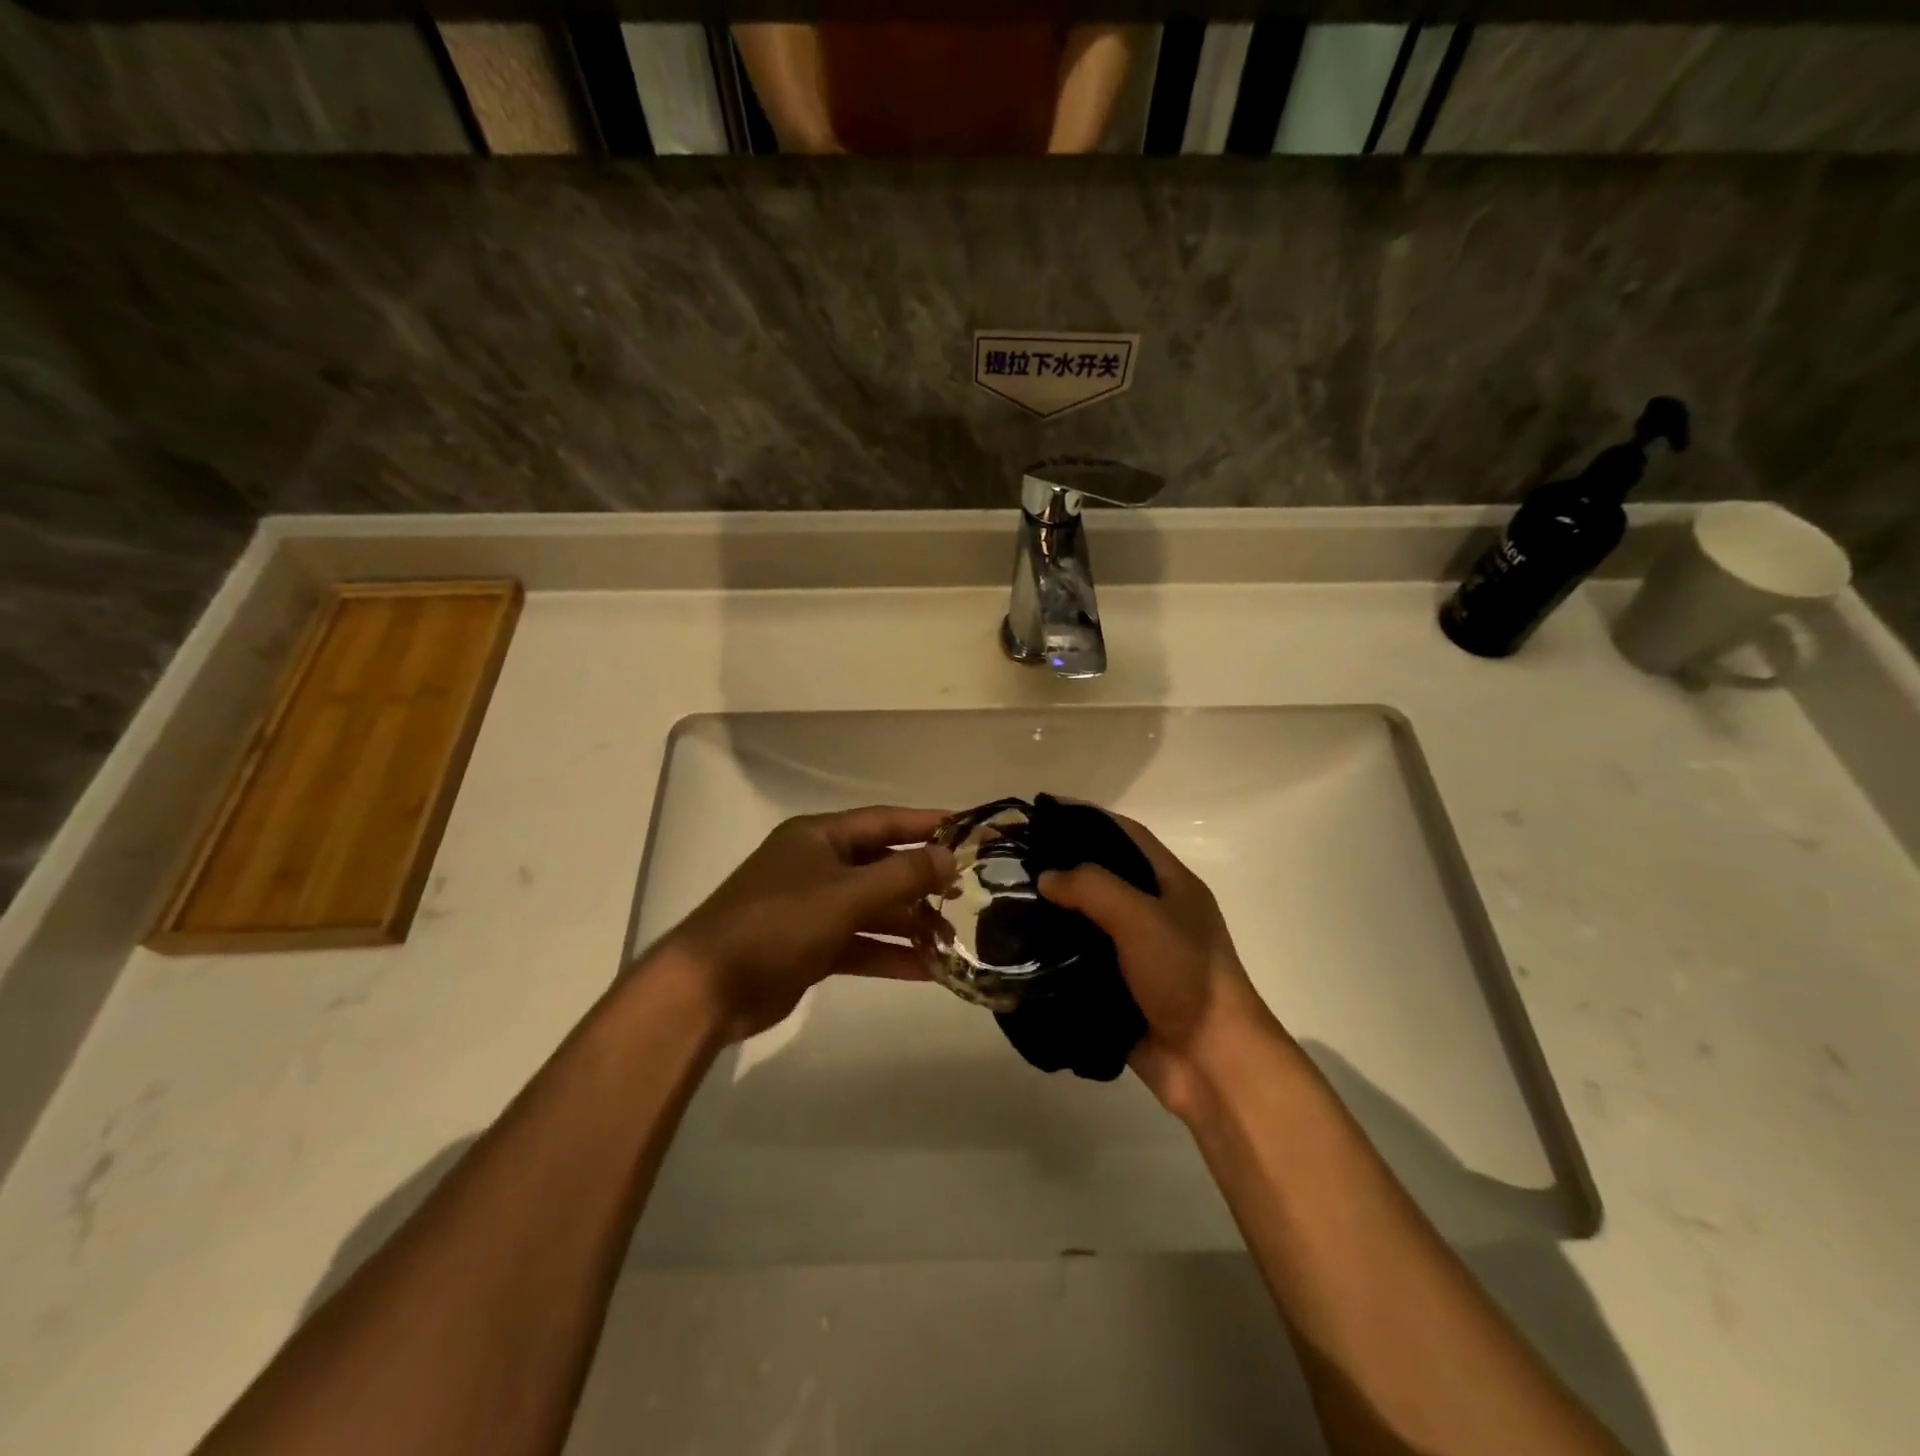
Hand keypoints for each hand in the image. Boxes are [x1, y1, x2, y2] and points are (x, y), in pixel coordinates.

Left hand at [651, 806, 954, 1042]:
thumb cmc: (778, 923)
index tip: (969, 831)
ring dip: (909, 923)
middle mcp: (817, 866)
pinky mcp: (810, 947)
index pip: (884, 821)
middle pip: (881, 866)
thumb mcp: (846, 894)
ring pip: (873, 909)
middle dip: (921, 881)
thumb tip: (949, 857)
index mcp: (819, 837)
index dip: (927, 824)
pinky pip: (860, 943)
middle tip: (966, 893)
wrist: (709, 988)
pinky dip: (889, 953)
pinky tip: (926, 970)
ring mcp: (812, 908)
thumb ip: (902, 876)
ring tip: (953, 939)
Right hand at [1037, 816, 1283, 1115]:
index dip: (1087, 819)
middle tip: (1014, 863)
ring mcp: (1137, 954)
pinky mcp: (1120, 990)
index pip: (1126, 835)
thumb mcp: (1141, 917)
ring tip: (1008, 903)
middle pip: (1103, 878)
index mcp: (1172, 885)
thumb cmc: (1185, 976)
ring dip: (1054, 914)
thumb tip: (1046, 877)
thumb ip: (1092, 888)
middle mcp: (1154, 913)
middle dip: (1062, 868)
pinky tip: (1020, 950)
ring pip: (1088, 923)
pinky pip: (1081, 963)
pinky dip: (1055, 956)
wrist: (1212, 1063)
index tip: (1043, 816)